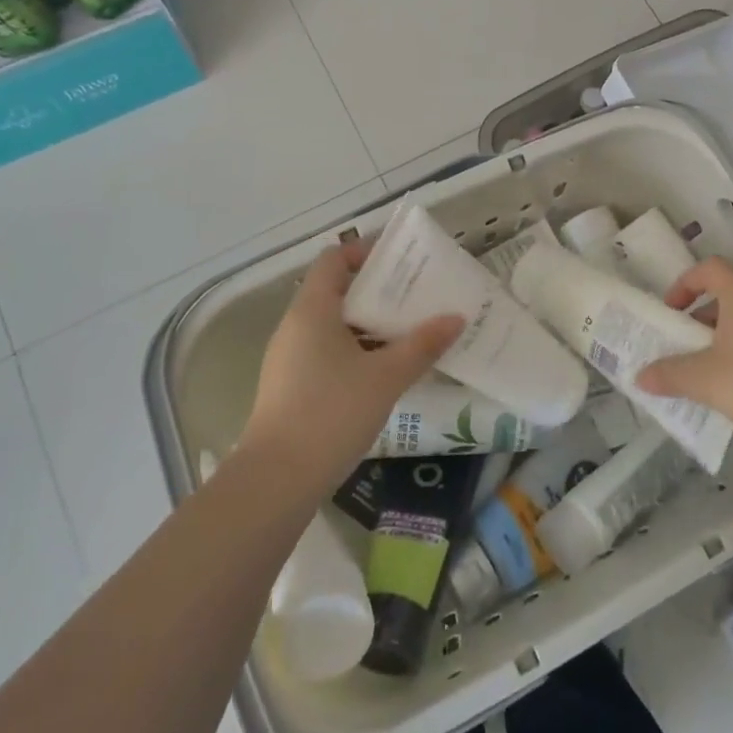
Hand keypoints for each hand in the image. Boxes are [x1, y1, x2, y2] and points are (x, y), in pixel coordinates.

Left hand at [238, 240, 463, 497]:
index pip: (334, 259)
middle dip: (378, 291)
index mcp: (312, 309)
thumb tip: (456, 318)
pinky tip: (384, 371)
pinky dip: (355, 350)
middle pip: (336, 291)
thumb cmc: (331, 413)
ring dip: (369, 324)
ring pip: (333, 325)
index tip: (401, 261)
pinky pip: (326, 351)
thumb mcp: (386, 377)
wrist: (276, 481)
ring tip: (408, 332)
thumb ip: (423, 345)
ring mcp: (289, 358)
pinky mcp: (291, 386)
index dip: (365, 252)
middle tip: (417, 297)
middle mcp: (295, 326)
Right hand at [635, 256, 732, 451]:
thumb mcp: (705, 380)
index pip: (709, 268)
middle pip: (729, 295)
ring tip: (711, 372)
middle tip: (686, 346)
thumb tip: (641, 377)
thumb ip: (669, 374)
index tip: (671, 311)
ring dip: (725, 338)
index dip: (685, 283)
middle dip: (702, 318)